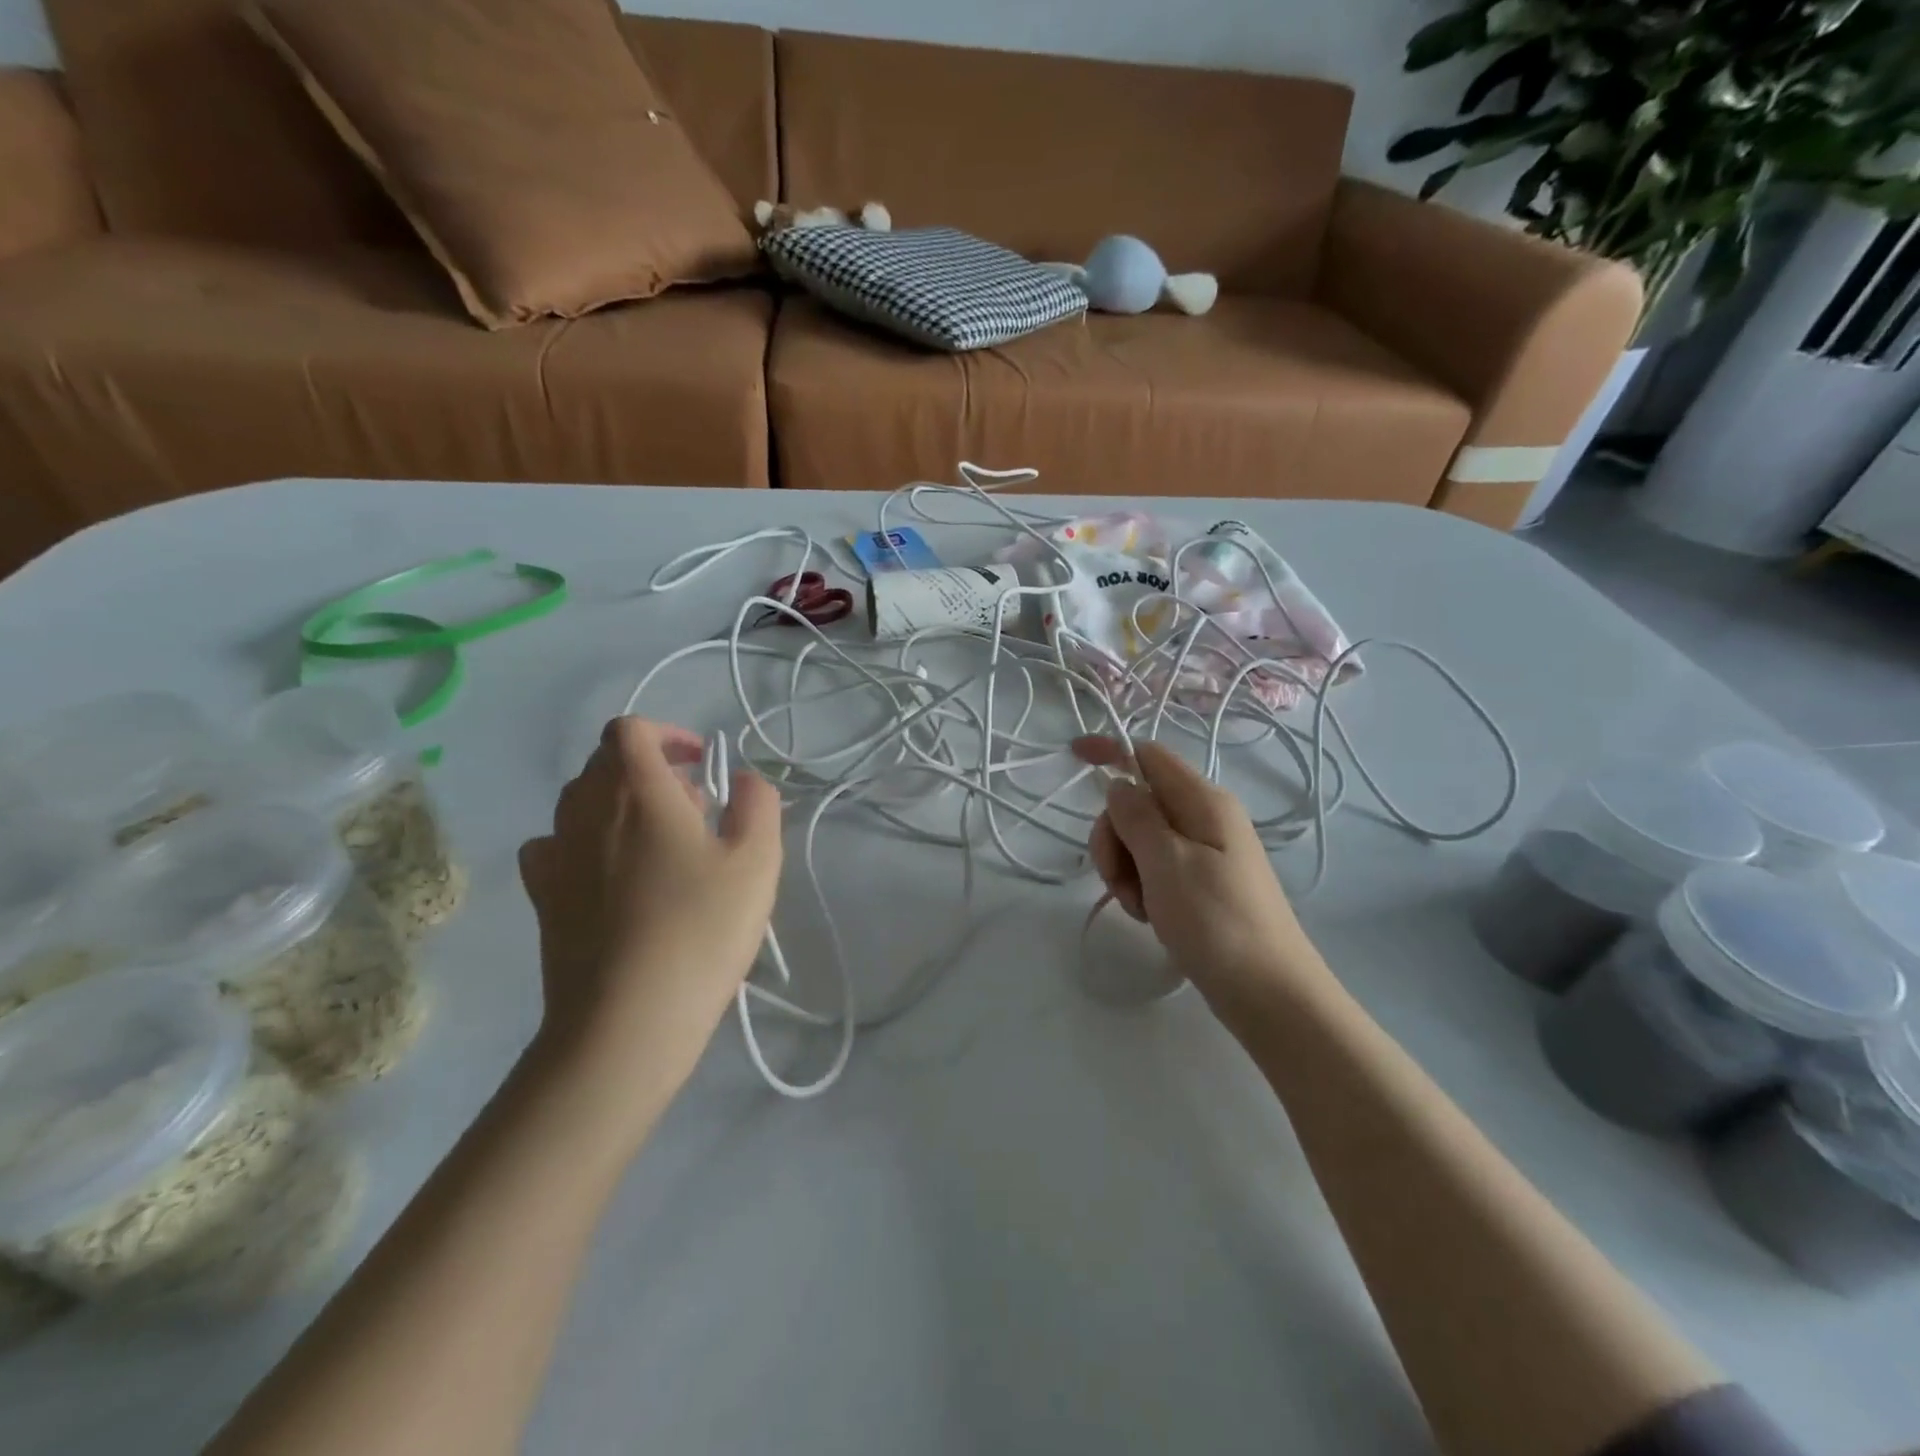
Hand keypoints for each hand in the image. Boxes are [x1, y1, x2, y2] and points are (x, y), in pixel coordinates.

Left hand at [519, 718, 782, 1093]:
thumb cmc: (700, 930)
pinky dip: (583, 842)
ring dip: (620, 805)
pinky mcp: (541, 898)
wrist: (626, 1021)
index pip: (631, 730)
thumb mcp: (757, 861)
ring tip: (660, 845)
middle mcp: (585, 811)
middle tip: (696, 810)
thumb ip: (758, 804)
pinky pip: (555, 845)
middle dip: (652, 771)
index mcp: (637, 792)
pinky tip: (611, 874)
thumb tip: (743, 779)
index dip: (668, 734)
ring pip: (580, 802)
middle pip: (605, 763)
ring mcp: (556, 855)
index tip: (702, 763)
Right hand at [1074, 737, 1329, 1017]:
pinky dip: (1141, 886)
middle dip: (1114, 835)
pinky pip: (1155, 867)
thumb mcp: (1167, 862)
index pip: (1148, 755)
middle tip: (1120, 878)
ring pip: (1140, 838)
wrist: (1269, 994)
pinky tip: (1150, 915)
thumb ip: (1136, 815)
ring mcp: (1204, 851)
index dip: (1111, 752)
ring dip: (1125, 868)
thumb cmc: (1216, 922)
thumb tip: (1119, 782)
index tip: (1073, 757)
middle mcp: (1205, 817)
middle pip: (1137, 802)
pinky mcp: (1201, 881)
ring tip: (1139, 905)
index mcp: (1203, 801)